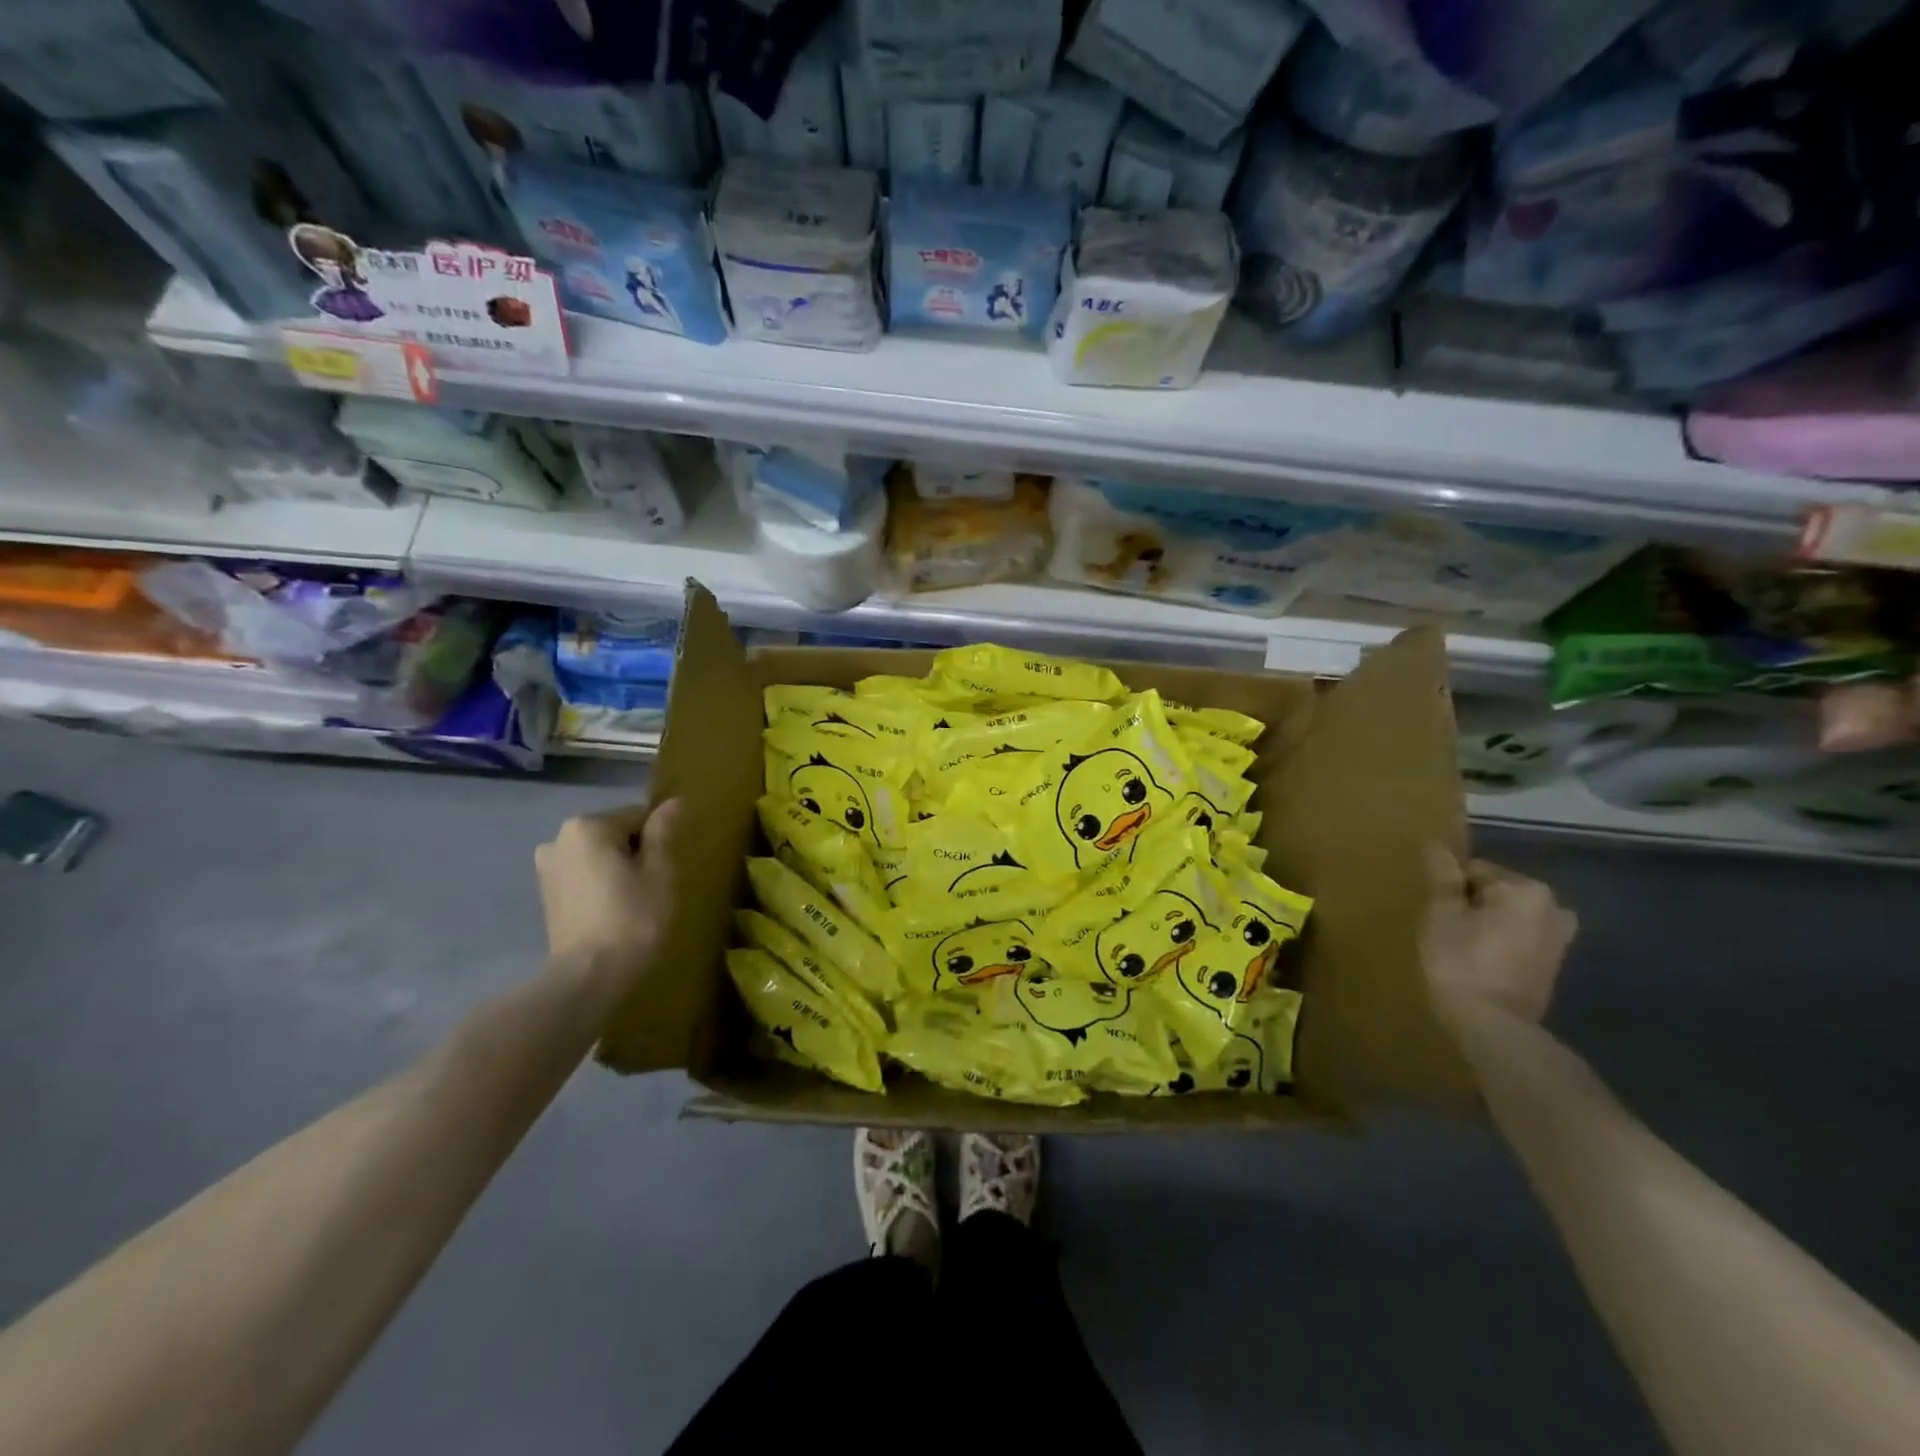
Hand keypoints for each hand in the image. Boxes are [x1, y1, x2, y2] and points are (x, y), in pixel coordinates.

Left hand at [535, 799, 678, 989]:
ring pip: (598, 856)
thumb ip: (662, 832)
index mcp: (587, 826)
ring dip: (617, 870)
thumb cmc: (632, 918)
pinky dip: (600, 886)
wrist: (588, 976)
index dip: (658, 841)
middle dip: (635, 853)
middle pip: (614, 834)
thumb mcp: (658, 871)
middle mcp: (559, 839)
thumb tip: (673, 801)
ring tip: (633, 902)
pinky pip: (583, 876)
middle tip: (652, 888)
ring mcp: (547, 868)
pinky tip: (612, 912)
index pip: (638, 816)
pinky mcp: (545, 895)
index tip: (665, 871)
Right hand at [1421, 846, 1576, 1027]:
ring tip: (1459, 945)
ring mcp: (1559, 939)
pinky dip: (1500, 943)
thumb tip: (1437, 844)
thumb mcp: (1442, 914)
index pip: (1475, 870)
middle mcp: (1553, 908)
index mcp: (1527, 889)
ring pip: (1508, 916)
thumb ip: (1442, 877)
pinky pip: (1519, 938)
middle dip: (1471, 905)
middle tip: (1445, 928)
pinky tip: (1479, 961)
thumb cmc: (1461, 962)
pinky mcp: (1554, 964)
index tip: (1435, 912)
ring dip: (1487, 924)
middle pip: (1496, 892)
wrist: (1493, 1025)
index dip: (1449, 889)